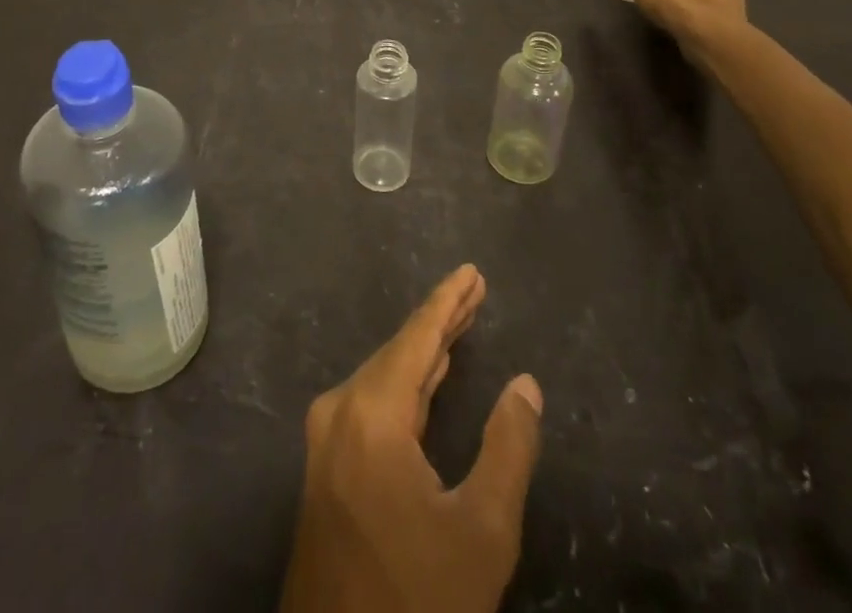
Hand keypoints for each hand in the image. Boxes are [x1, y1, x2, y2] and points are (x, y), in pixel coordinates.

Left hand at [278, 265, 543, 612]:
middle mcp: (340, 411)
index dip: (448, 301)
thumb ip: (508, 448)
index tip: (472, 271)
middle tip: (475, 290)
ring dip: (424, 351)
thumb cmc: (416, 597)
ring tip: (459, 322)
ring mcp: (326, 439)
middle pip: (399, 351)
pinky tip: (427, 377)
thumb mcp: (482, 532)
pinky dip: (406, 384)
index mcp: (371, 414)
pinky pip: (371, 402)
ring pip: (384, 376)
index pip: (417, 339)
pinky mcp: (326, 466)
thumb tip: (525, 385)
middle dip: (440, 321)